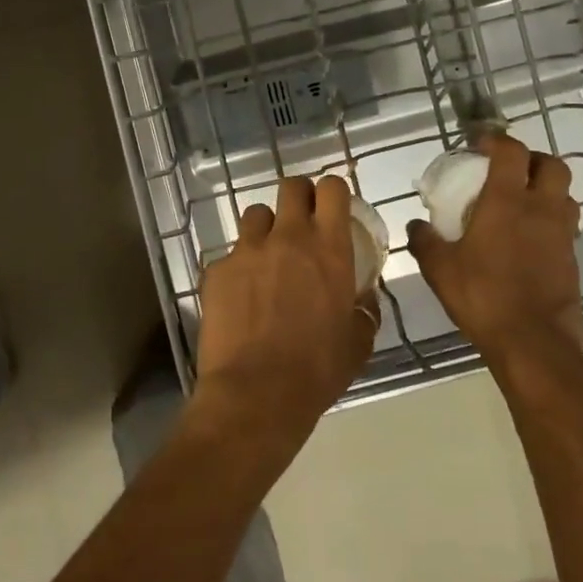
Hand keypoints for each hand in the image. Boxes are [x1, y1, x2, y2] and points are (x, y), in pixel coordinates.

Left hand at [193, 175, 376, 451]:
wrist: (255, 394)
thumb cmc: (317, 370)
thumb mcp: (358, 343)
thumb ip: (364, 310)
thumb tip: (364, 298)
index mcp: (328, 248)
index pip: (332, 189)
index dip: (333, 192)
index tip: (333, 208)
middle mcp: (288, 237)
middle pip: (291, 187)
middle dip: (298, 197)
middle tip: (301, 222)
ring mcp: (247, 250)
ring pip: (256, 215)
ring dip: (266, 229)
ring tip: (267, 257)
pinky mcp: (218, 269)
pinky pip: (231, 254)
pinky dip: (239, 267)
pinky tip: (241, 296)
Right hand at [407, 133, 582, 368]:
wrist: (534, 345)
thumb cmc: (483, 297)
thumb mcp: (440, 269)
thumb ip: (425, 241)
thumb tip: (416, 224)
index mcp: (507, 202)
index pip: (511, 152)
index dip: (497, 140)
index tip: (480, 144)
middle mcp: (541, 210)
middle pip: (552, 165)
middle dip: (531, 159)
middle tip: (508, 170)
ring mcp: (562, 235)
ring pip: (565, 194)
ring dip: (546, 189)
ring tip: (521, 202)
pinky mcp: (572, 259)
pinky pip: (565, 225)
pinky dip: (550, 220)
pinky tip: (529, 238)